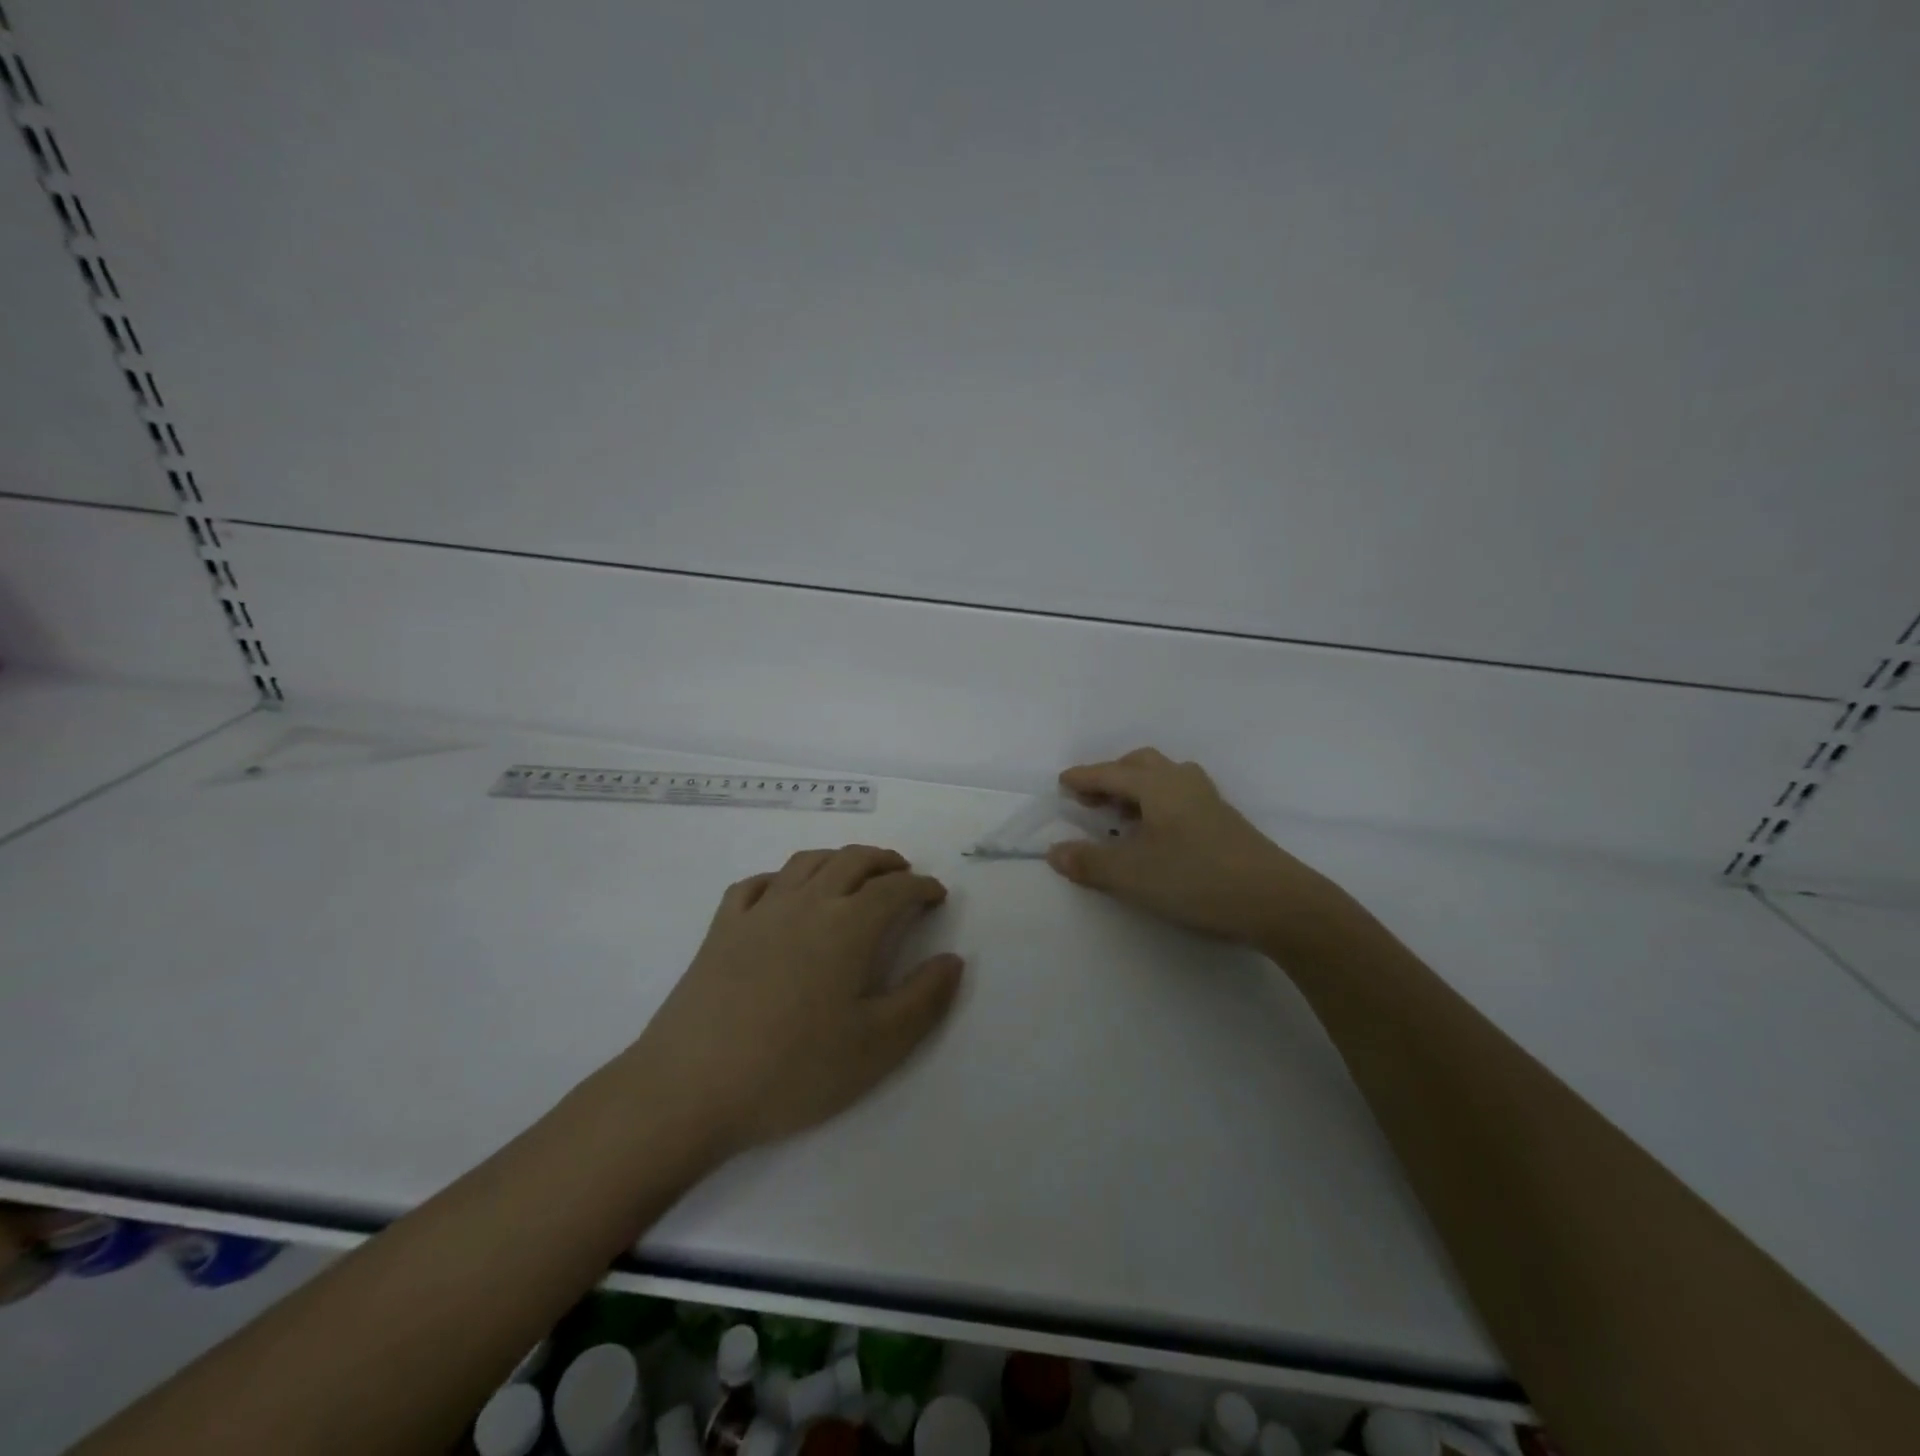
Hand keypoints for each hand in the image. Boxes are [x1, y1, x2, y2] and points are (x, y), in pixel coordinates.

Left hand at [629, 846, 963, 1158]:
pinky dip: (781, 878)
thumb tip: (953, 960)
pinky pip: (756, 884)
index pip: (894, 889)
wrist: (690, 1089)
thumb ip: (924, 999)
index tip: (936, 895)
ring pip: (806, 862)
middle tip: (903, 876)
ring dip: (838, 860)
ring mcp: (758, 911)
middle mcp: (805, 903)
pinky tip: (783, 895)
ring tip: (853, 875)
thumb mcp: (878, 1047)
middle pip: (852, 860)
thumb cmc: (793, 1070)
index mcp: (847, 926)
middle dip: (884, 862)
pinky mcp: (721, 928)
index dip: (921, 887)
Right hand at [1046, 748, 1365, 964]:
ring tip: (1120, 818)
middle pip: (1140, 764)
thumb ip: (1089, 862)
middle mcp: (1183, 782)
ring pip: (1164, 778)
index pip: (1110, 773)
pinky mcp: (1224, 821)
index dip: (1083, 778)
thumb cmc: (1196, 879)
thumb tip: (1054, 852)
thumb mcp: (1132, 875)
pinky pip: (1180, 796)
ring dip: (1137, 789)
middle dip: (1111, 777)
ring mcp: (1208, 800)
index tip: (1062, 783)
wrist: (1276, 901)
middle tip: (1091, 800)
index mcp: (1157, 786)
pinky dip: (1157, 803)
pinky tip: (1156, 834)